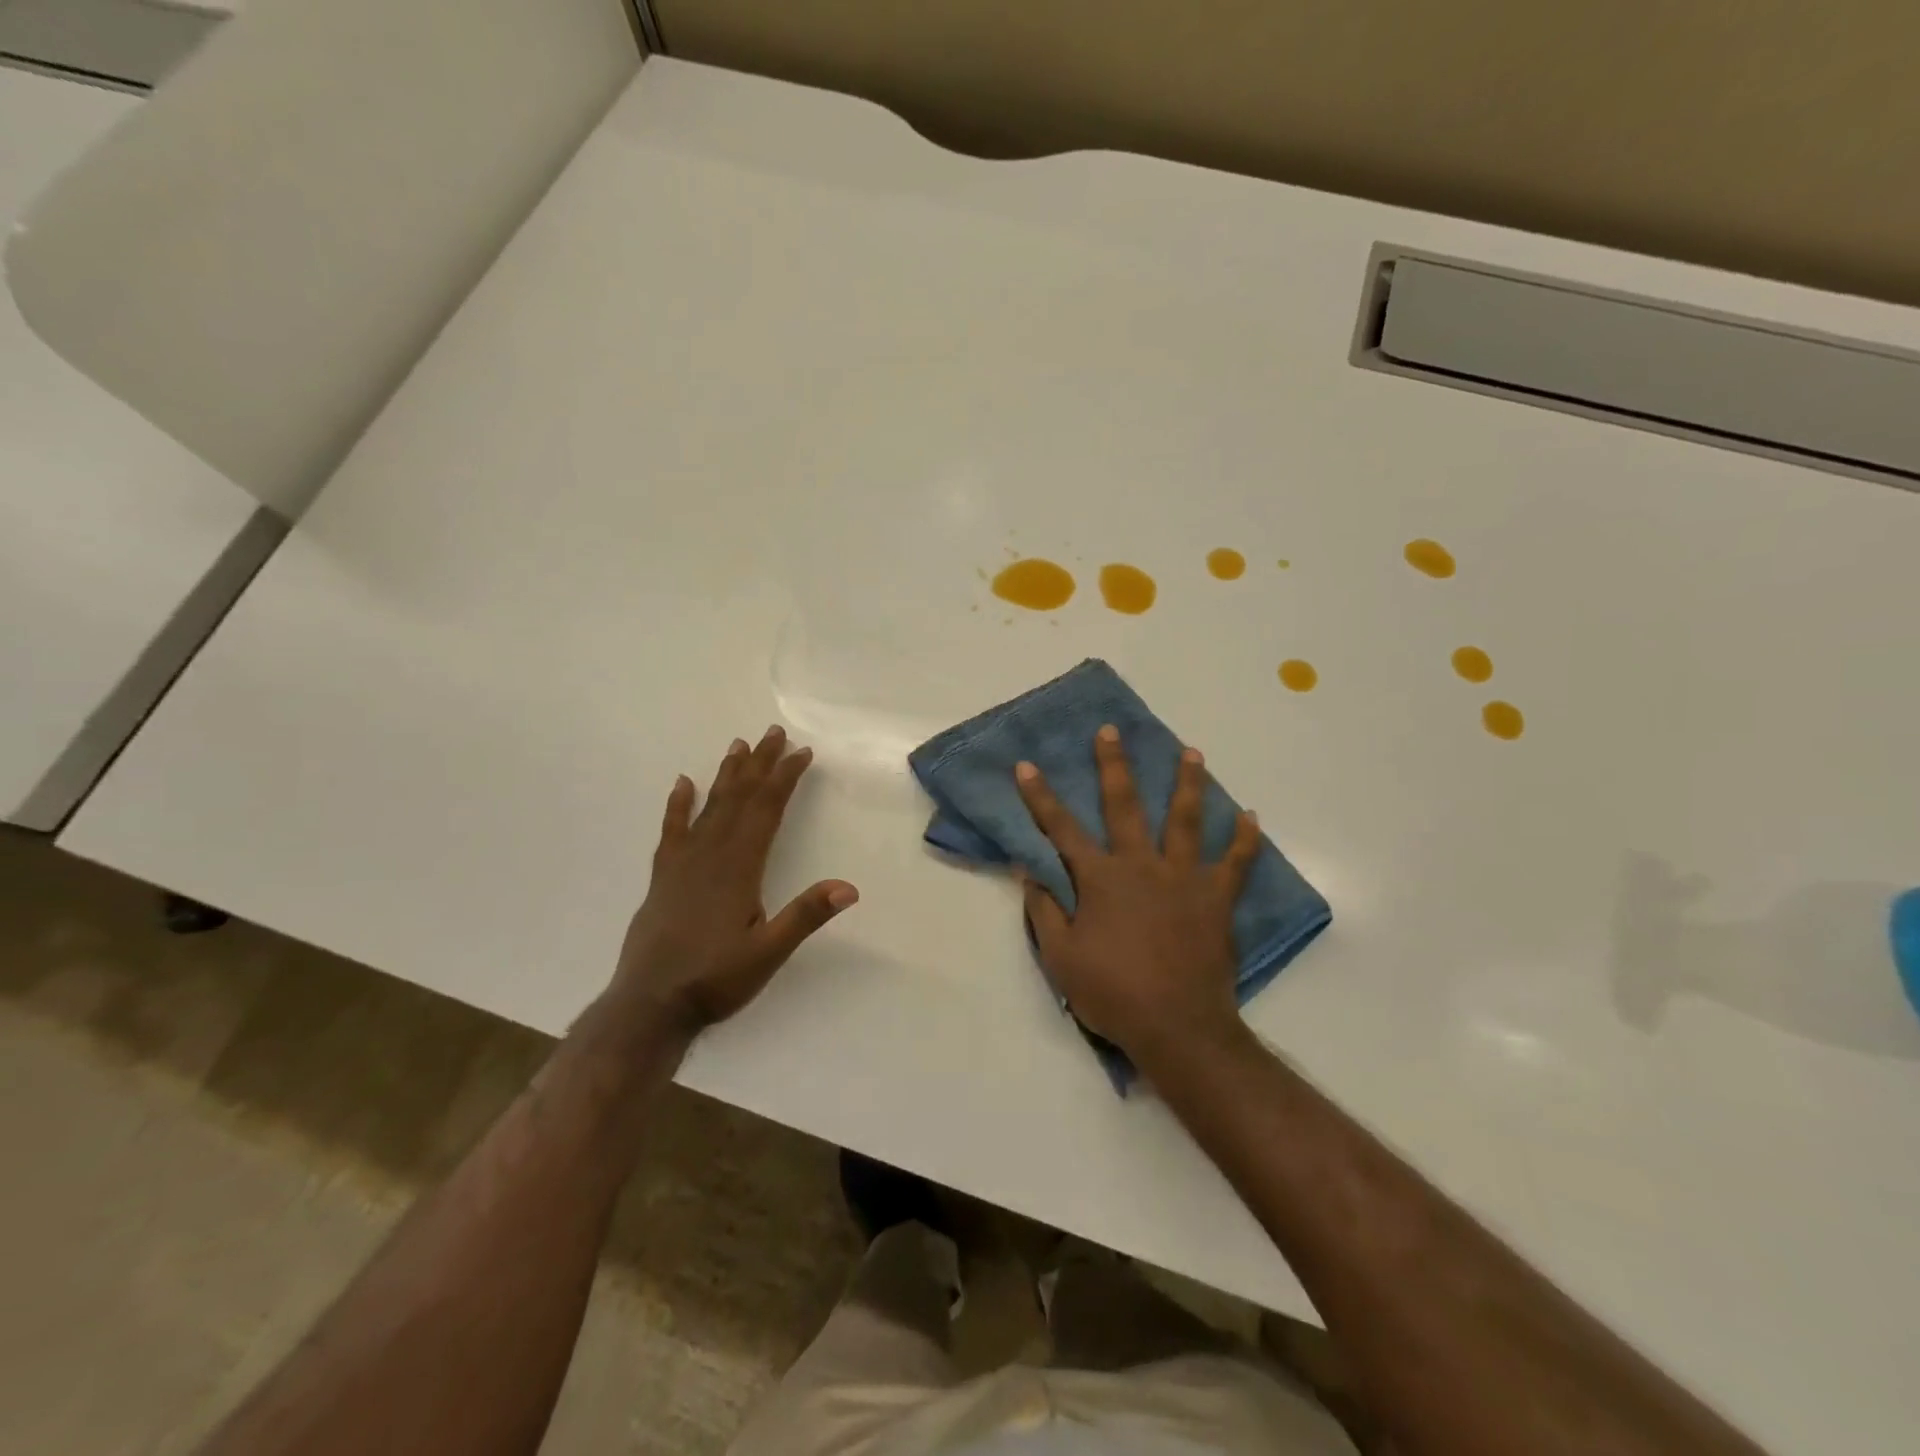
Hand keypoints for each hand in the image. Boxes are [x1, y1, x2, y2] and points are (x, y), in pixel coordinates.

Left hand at [616, 726, 856, 1035]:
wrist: (648, 1007)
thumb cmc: (713, 979)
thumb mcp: (768, 953)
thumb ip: (805, 917)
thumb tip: (849, 887)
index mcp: (738, 867)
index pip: (766, 810)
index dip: (785, 778)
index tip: (802, 753)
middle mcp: (710, 855)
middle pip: (739, 798)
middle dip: (760, 764)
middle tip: (774, 733)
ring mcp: (682, 864)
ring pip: (710, 808)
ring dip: (727, 775)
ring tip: (739, 746)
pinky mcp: (663, 877)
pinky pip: (672, 830)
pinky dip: (679, 805)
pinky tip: (684, 784)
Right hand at [1015, 725, 1260, 1070]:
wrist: (1177, 1027)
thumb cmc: (1112, 993)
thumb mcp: (1060, 957)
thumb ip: (1043, 909)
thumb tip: (1027, 869)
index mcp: (1100, 879)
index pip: (1061, 829)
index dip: (1040, 796)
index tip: (1026, 765)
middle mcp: (1141, 865)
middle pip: (1124, 806)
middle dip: (1114, 766)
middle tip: (1111, 731)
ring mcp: (1183, 878)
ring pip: (1186, 820)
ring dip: (1187, 784)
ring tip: (1192, 752)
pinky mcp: (1216, 899)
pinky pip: (1235, 863)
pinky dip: (1244, 839)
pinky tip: (1250, 816)